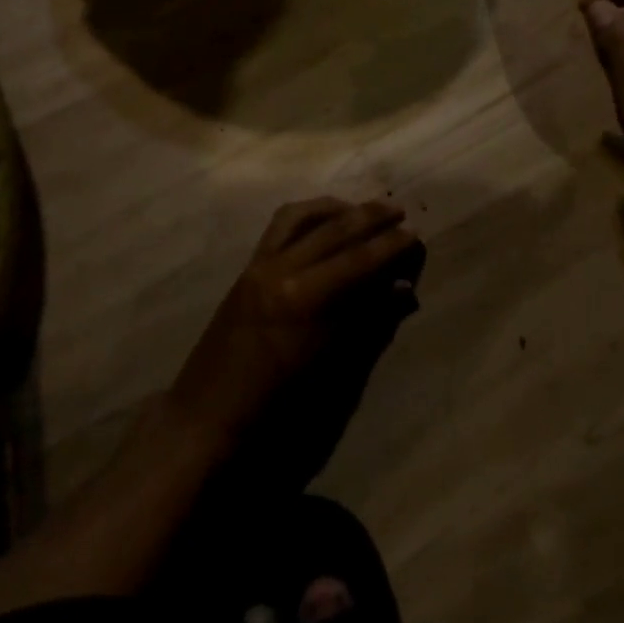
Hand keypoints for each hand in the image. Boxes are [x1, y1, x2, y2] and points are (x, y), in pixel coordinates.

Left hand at [169, 199, 420, 452]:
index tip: (414, 234)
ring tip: (361, 209)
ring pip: (302, 218)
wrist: (209, 413)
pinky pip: (279, 227)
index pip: (358, 260)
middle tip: (398, 212)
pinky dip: (306, 215)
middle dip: (369, 218)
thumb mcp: (331, 368)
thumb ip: (367, 321)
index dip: (390, 246)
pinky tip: (322, 220)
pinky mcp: (247, 267)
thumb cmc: (276, 406)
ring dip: (336, 209)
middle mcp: (281, 270)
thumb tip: (402, 290)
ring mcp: (260, 264)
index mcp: (305, 299)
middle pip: (333, 231)